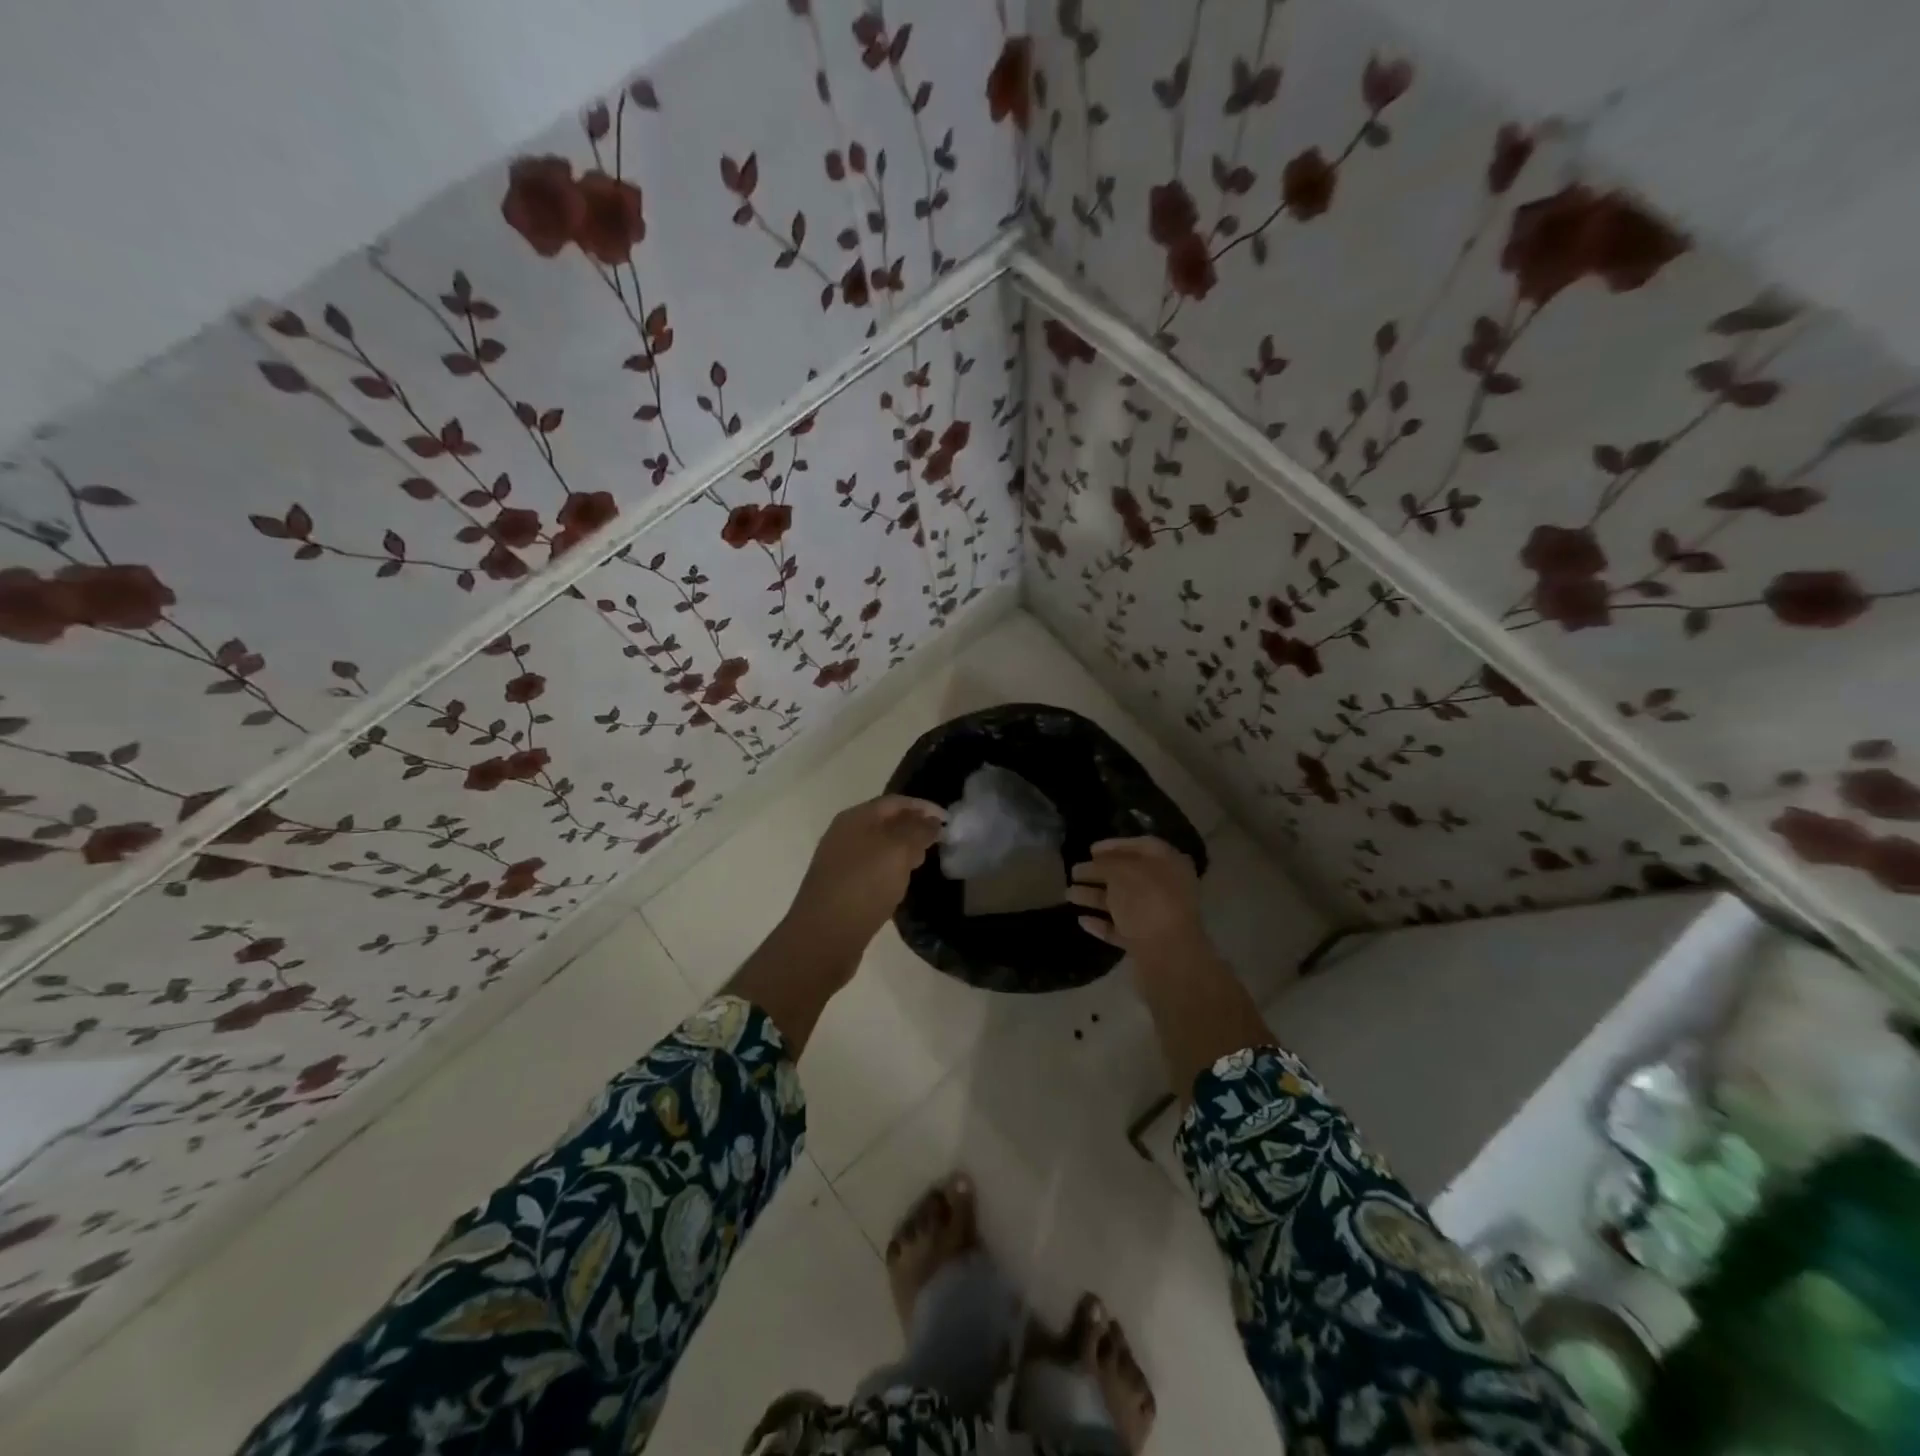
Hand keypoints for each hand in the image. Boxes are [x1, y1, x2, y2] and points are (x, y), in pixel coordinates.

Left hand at [781, 795, 945, 959]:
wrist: (823, 936)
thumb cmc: (864, 885)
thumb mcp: (898, 851)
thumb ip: (918, 830)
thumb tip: (931, 820)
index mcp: (855, 818)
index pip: (894, 802)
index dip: (923, 807)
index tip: (948, 820)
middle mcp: (844, 834)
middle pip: (885, 822)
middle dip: (913, 827)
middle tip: (938, 842)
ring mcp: (839, 861)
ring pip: (878, 846)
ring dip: (902, 849)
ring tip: (922, 862)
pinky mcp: (840, 887)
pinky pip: (871, 868)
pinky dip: (890, 869)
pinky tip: (900, 883)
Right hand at [1068, 837, 1206, 962]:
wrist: (1168, 956)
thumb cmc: (1147, 901)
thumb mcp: (1122, 871)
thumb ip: (1105, 863)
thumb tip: (1095, 862)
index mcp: (1169, 864)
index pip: (1142, 846)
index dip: (1114, 845)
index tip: (1090, 850)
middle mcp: (1166, 888)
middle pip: (1129, 876)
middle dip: (1099, 873)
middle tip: (1073, 872)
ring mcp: (1157, 917)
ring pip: (1122, 902)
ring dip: (1095, 897)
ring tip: (1068, 895)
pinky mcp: (1146, 944)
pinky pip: (1121, 928)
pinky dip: (1102, 923)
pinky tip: (1082, 920)